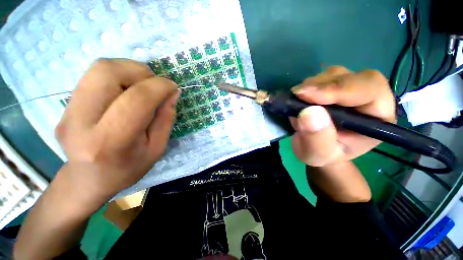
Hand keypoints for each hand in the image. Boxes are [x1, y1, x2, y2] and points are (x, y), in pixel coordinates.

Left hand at [55, 58, 179, 198]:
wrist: (89, 180)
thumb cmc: (129, 168)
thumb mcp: (157, 148)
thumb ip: (166, 118)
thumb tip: (173, 92)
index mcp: (111, 141)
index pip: (136, 99)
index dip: (159, 87)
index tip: (173, 87)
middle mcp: (81, 122)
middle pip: (108, 72)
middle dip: (140, 71)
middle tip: (154, 84)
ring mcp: (67, 111)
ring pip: (99, 68)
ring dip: (129, 70)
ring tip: (142, 86)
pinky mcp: (64, 106)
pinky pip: (94, 76)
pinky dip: (118, 76)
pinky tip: (126, 91)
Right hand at [290, 66, 394, 166]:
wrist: (317, 149)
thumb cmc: (323, 155)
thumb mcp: (317, 154)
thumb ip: (316, 138)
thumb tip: (308, 112)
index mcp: (377, 118)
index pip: (369, 91)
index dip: (339, 89)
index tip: (308, 96)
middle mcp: (367, 98)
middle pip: (351, 77)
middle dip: (323, 85)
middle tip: (297, 94)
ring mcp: (349, 90)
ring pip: (334, 74)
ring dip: (312, 84)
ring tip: (297, 100)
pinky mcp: (332, 87)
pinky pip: (321, 78)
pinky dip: (307, 85)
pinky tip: (299, 98)